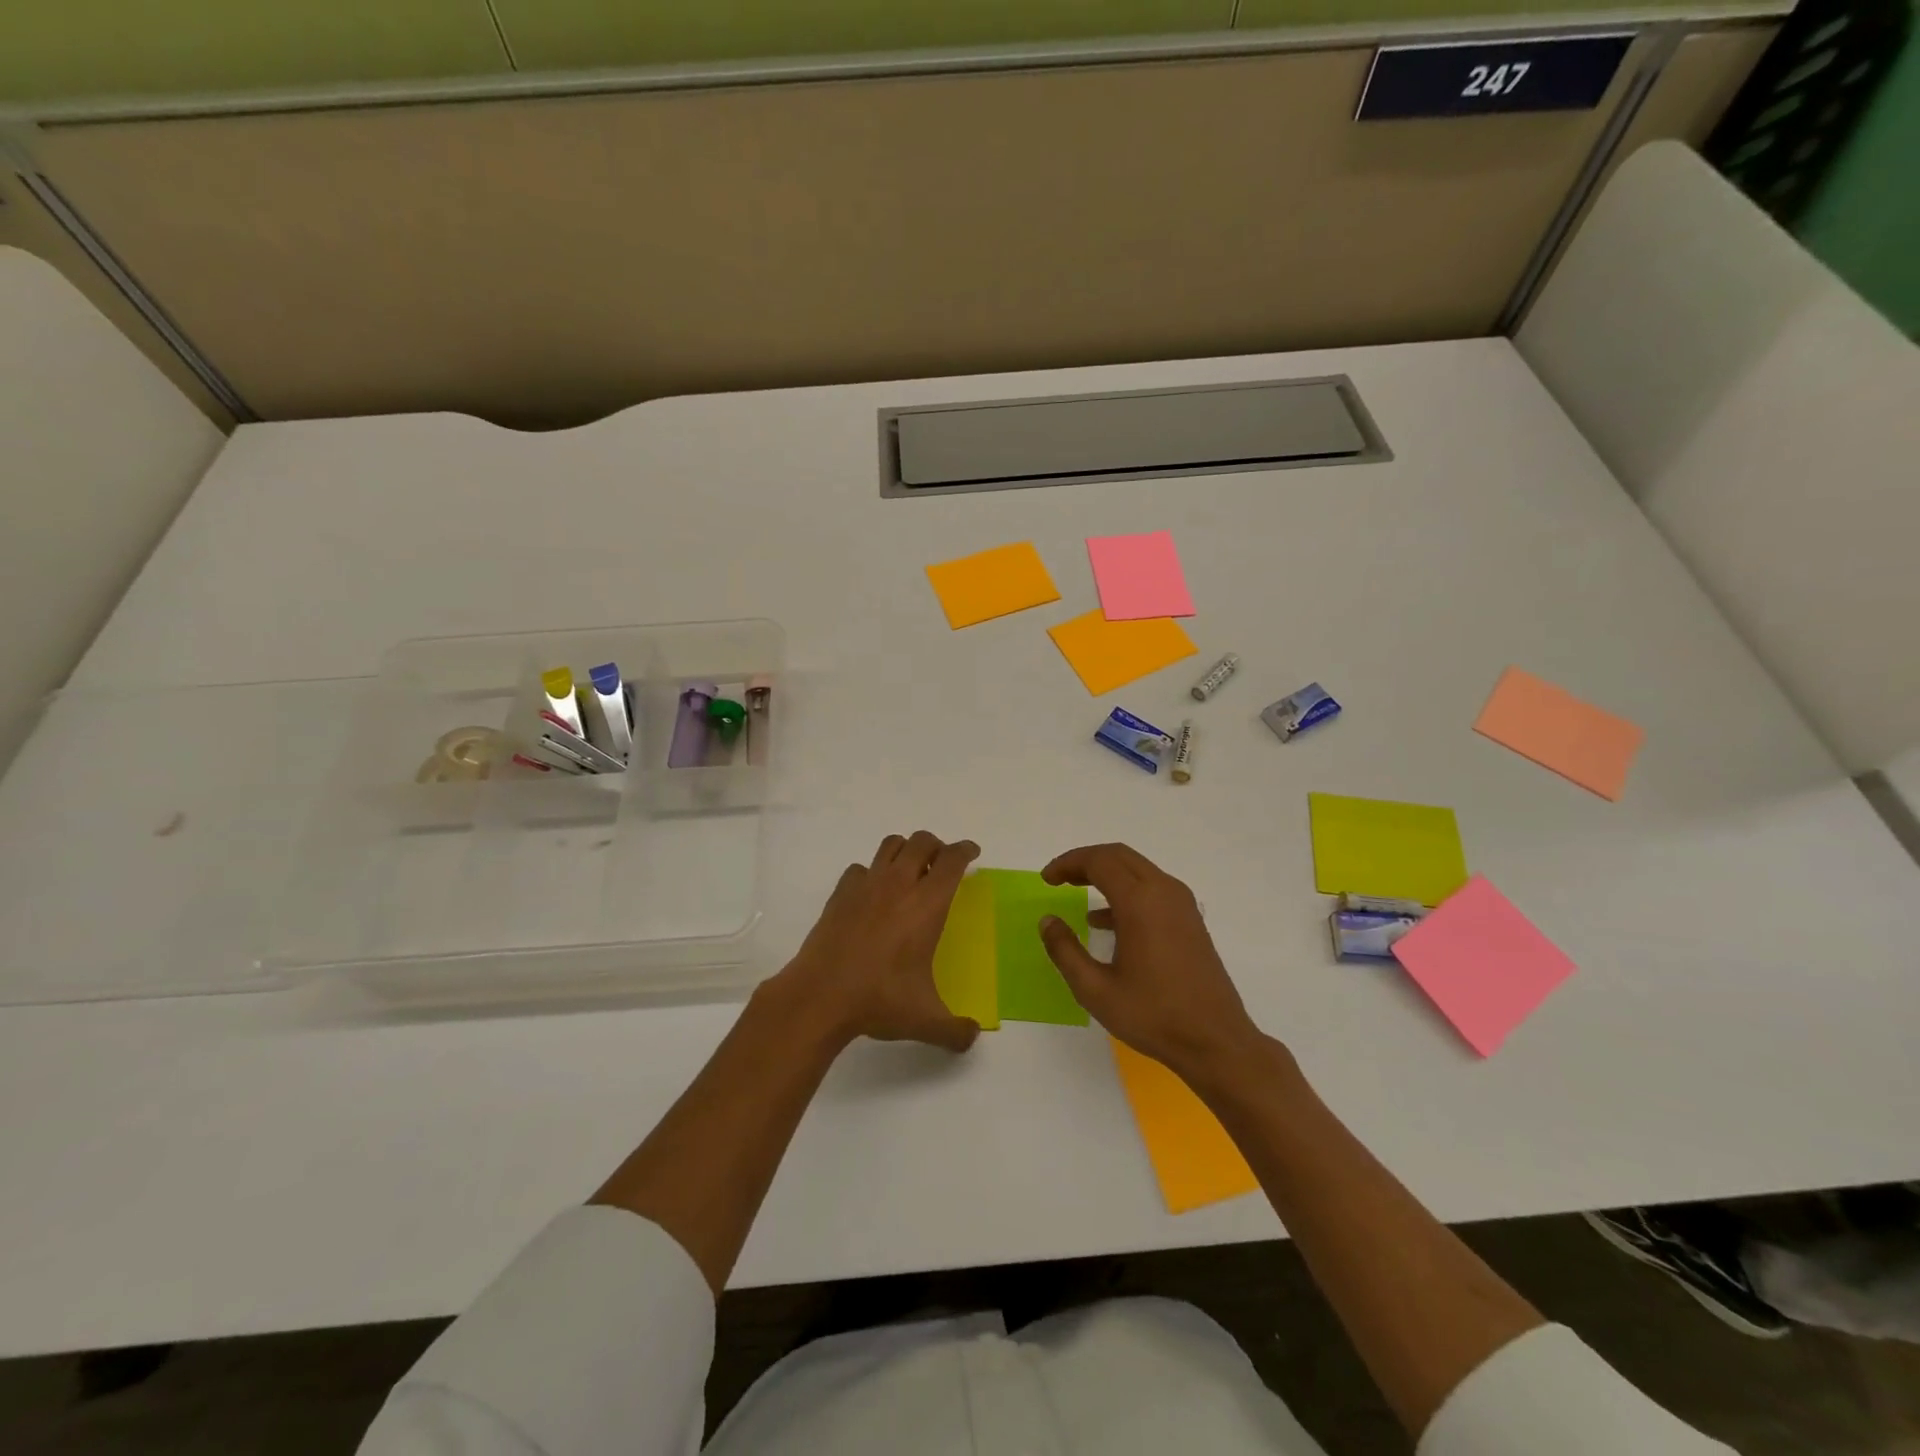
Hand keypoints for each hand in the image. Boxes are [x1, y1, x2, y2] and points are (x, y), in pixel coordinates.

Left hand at [777, 831, 982, 1053]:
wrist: (820, 995)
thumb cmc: (879, 1000)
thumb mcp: (925, 1020)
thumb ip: (955, 1030)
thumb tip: (972, 1036)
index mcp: (927, 905)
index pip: (952, 861)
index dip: (965, 851)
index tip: (972, 852)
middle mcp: (898, 885)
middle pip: (922, 842)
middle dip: (936, 845)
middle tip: (942, 862)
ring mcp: (866, 885)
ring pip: (890, 845)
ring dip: (905, 850)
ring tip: (910, 869)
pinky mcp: (840, 894)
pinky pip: (859, 868)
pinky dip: (871, 872)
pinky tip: (871, 893)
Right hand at [1039, 843, 1264, 1082]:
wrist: (1215, 1041)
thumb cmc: (1153, 1015)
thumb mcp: (1095, 990)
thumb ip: (1065, 951)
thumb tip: (1048, 921)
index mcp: (1140, 902)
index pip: (1099, 861)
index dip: (1068, 863)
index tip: (1046, 879)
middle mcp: (1164, 892)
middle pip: (1119, 856)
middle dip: (1085, 861)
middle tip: (1059, 878)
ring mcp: (1182, 905)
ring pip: (1138, 870)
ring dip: (1106, 874)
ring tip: (1077, 891)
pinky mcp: (1190, 920)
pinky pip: (1153, 889)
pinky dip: (1126, 891)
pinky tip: (1107, 922)